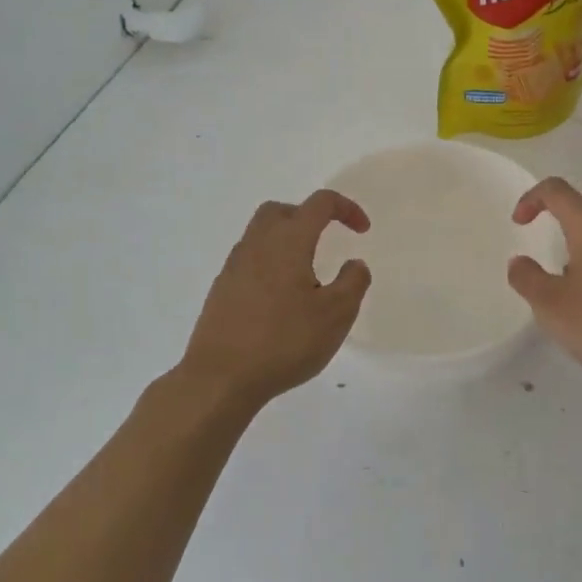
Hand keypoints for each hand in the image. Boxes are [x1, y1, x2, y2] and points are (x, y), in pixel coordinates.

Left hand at [179, 191, 371, 408]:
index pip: (320, 204)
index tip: (362, 231)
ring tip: (306, 273)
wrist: (220, 378)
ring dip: (287, 241)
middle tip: (327, 240)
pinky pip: (249, 260)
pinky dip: (269, 264)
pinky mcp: (221, 290)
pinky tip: (280, 298)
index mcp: (289, 241)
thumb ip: (353, 282)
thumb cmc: (284, 341)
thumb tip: (354, 264)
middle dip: (308, 216)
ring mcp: (234, 266)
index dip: (346, 209)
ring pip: (261, 234)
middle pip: (282, 210)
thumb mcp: (336, 315)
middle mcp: (258, 244)